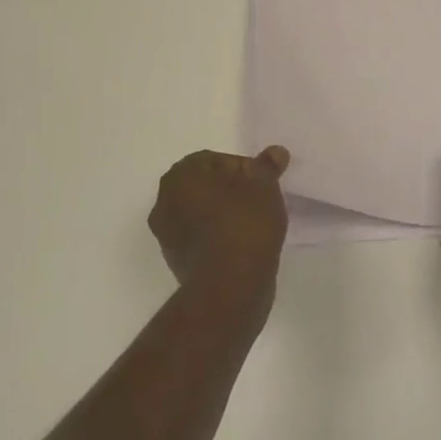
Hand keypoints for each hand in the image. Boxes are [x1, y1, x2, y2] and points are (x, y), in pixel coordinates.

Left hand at [150, 146, 289, 314]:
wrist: (229, 287)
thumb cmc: (244, 224)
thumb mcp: (264, 186)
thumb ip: (267, 166)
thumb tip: (275, 152)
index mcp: (181, 175)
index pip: (215, 160)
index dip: (243, 168)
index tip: (262, 183)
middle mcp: (165, 201)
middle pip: (206, 186)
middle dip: (231, 190)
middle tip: (259, 200)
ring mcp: (167, 234)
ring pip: (202, 213)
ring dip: (224, 215)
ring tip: (254, 224)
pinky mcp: (176, 262)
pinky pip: (201, 238)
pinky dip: (219, 237)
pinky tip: (242, 244)